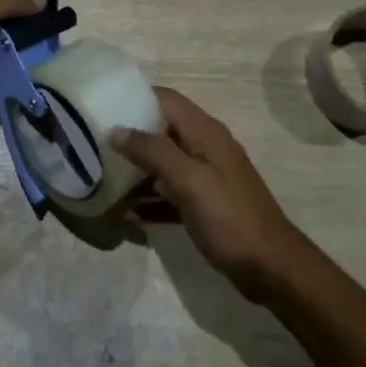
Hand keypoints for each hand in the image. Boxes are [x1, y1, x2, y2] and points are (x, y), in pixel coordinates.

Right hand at [109, 87, 303, 299]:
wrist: (271, 268)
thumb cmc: (230, 218)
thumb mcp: (189, 181)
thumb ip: (153, 152)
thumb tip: (117, 129)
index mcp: (205, 133)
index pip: (166, 100)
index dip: (135, 98)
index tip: (102, 107)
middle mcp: (205, 148)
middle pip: (162, 131)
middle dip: (130, 137)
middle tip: (94, 147)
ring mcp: (206, 177)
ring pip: (164, 164)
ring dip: (137, 172)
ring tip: (103, 180)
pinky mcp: (205, 205)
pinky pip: (171, 194)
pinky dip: (151, 200)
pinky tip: (128, 216)